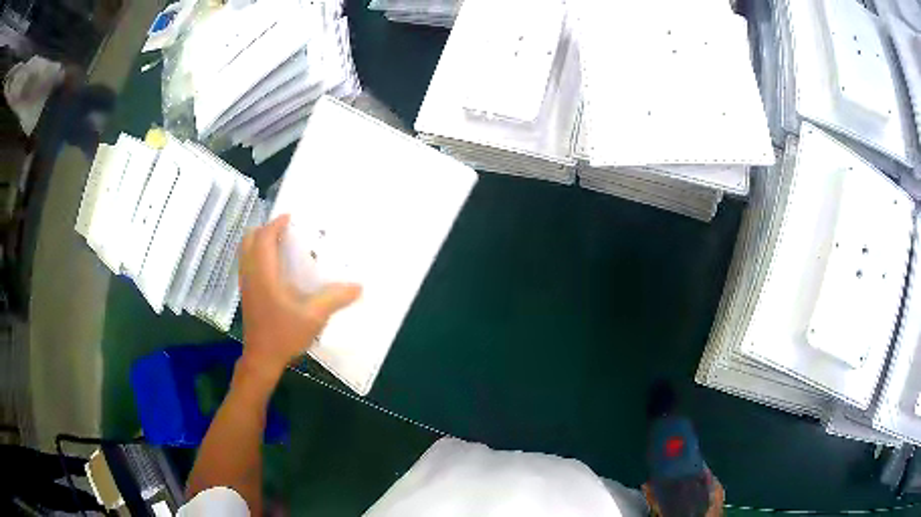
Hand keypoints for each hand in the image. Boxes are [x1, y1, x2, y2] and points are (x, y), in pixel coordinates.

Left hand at [237, 214, 360, 385]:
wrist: (262, 358)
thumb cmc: (284, 335)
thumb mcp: (313, 317)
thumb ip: (334, 298)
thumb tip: (358, 286)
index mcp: (264, 274)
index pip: (264, 238)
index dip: (275, 224)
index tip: (290, 217)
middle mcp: (251, 274)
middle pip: (249, 240)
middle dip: (265, 229)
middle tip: (284, 229)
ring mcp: (246, 284)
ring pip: (245, 251)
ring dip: (260, 241)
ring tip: (280, 243)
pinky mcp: (247, 294)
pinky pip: (247, 263)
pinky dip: (258, 254)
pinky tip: (275, 267)